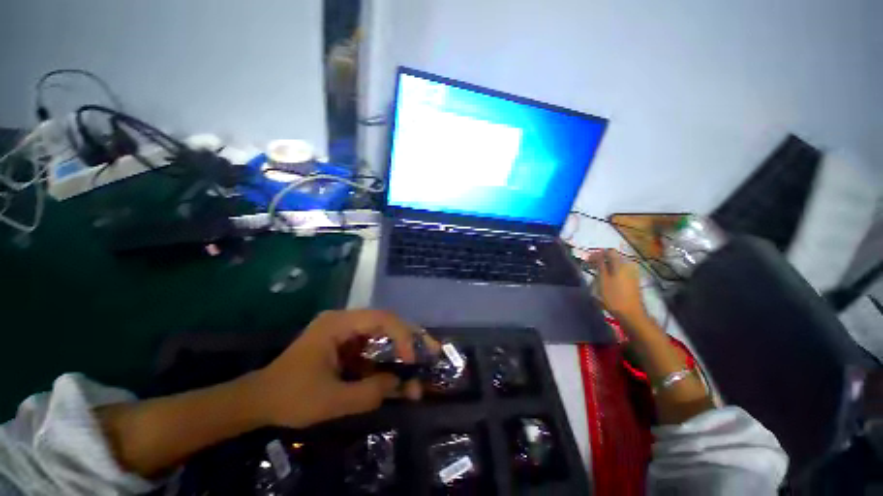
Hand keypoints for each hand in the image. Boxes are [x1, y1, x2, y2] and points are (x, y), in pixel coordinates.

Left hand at [253, 309, 436, 427]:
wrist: (258, 400)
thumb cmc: (290, 397)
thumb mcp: (331, 400)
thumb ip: (370, 392)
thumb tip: (402, 385)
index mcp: (339, 323)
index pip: (381, 319)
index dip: (402, 336)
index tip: (412, 360)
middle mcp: (345, 320)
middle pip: (386, 321)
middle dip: (410, 336)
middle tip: (432, 350)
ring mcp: (345, 331)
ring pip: (382, 332)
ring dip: (401, 347)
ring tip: (421, 359)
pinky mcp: (345, 343)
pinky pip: (372, 345)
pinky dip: (387, 357)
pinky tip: (397, 368)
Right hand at [588, 249, 647, 324]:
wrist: (631, 313)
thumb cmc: (614, 296)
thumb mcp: (603, 279)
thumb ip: (600, 265)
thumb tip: (597, 254)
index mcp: (621, 264)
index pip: (609, 251)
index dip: (597, 254)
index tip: (587, 259)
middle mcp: (629, 265)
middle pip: (613, 257)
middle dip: (601, 260)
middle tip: (589, 266)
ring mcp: (632, 273)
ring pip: (616, 264)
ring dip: (606, 267)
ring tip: (596, 273)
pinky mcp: (633, 280)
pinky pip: (620, 270)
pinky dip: (611, 272)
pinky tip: (605, 279)